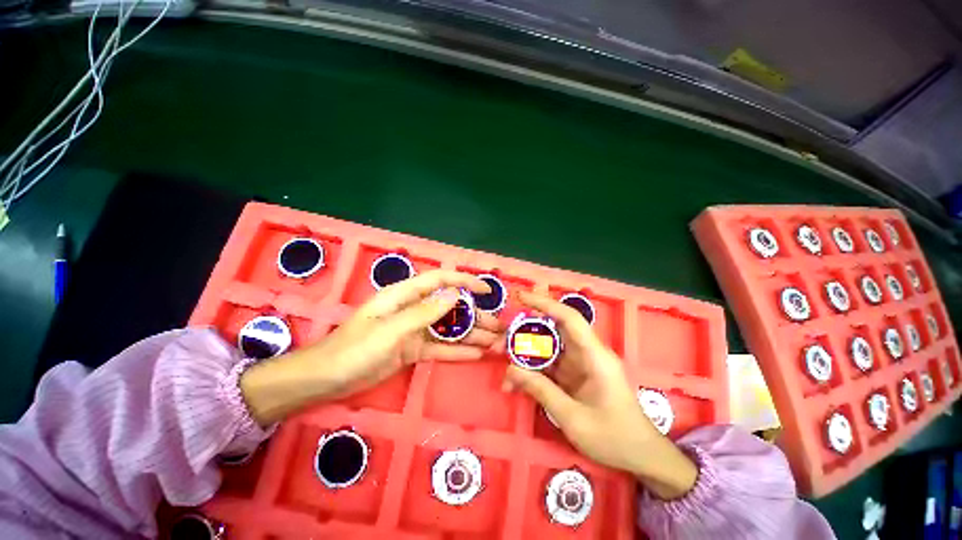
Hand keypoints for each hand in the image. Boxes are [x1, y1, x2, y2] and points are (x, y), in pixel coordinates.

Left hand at [240, 270, 499, 424]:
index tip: (485, 290)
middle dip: (474, 315)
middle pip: (450, 307)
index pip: (440, 280)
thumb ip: (424, 312)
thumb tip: (455, 295)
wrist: (327, 379)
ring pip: (448, 329)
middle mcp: (413, 309)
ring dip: (471, 334)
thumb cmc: (354, 348)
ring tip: (495, 342)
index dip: (464, 281)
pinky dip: (457, 351)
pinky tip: (477, 354)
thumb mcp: (390, 329)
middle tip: (498, 326)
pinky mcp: (413, 349)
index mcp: (405, 295)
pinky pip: (440, 348)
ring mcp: (415, 330)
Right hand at [503, 292, 696, 499]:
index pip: (569, 318)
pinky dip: (532, 371)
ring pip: (547, 348)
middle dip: (524, 334)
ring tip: (504, 366)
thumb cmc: (614, 437)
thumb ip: (542, 391)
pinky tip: (515, 384)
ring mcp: (579, 364)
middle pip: (552, 331)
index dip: (544, 304)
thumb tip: (510, 370)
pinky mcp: (574, 375)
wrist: (640, 456)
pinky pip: (549, 366)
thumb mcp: (574, 418)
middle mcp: (586, 353)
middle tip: (500, 344)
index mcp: (594, 356)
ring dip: (525, 355)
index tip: (520, 297)